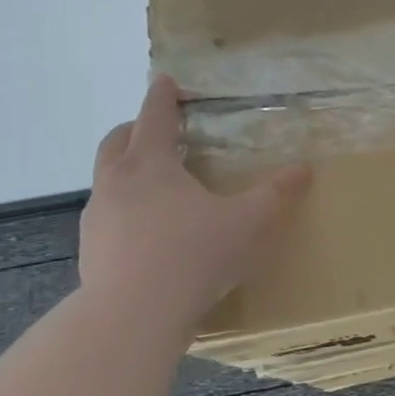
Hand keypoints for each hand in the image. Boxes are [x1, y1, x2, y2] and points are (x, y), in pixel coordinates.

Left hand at [79, 77, 309, 311]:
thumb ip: (275, 194)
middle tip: (157, 130)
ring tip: (155, 187)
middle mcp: (117, 182)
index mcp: (151, 164)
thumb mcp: (247, 222)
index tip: (165, 80)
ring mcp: (98, 218)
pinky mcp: (91, 251)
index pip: (155, 117)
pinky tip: (147, 234)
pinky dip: (124, 211)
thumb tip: (304, 169)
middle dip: (135, 130)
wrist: (133, 314)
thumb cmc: (194, 254)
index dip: (163, 96)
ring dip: (126, 171)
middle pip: (117, 141)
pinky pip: (107, 218)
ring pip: (107, 180)